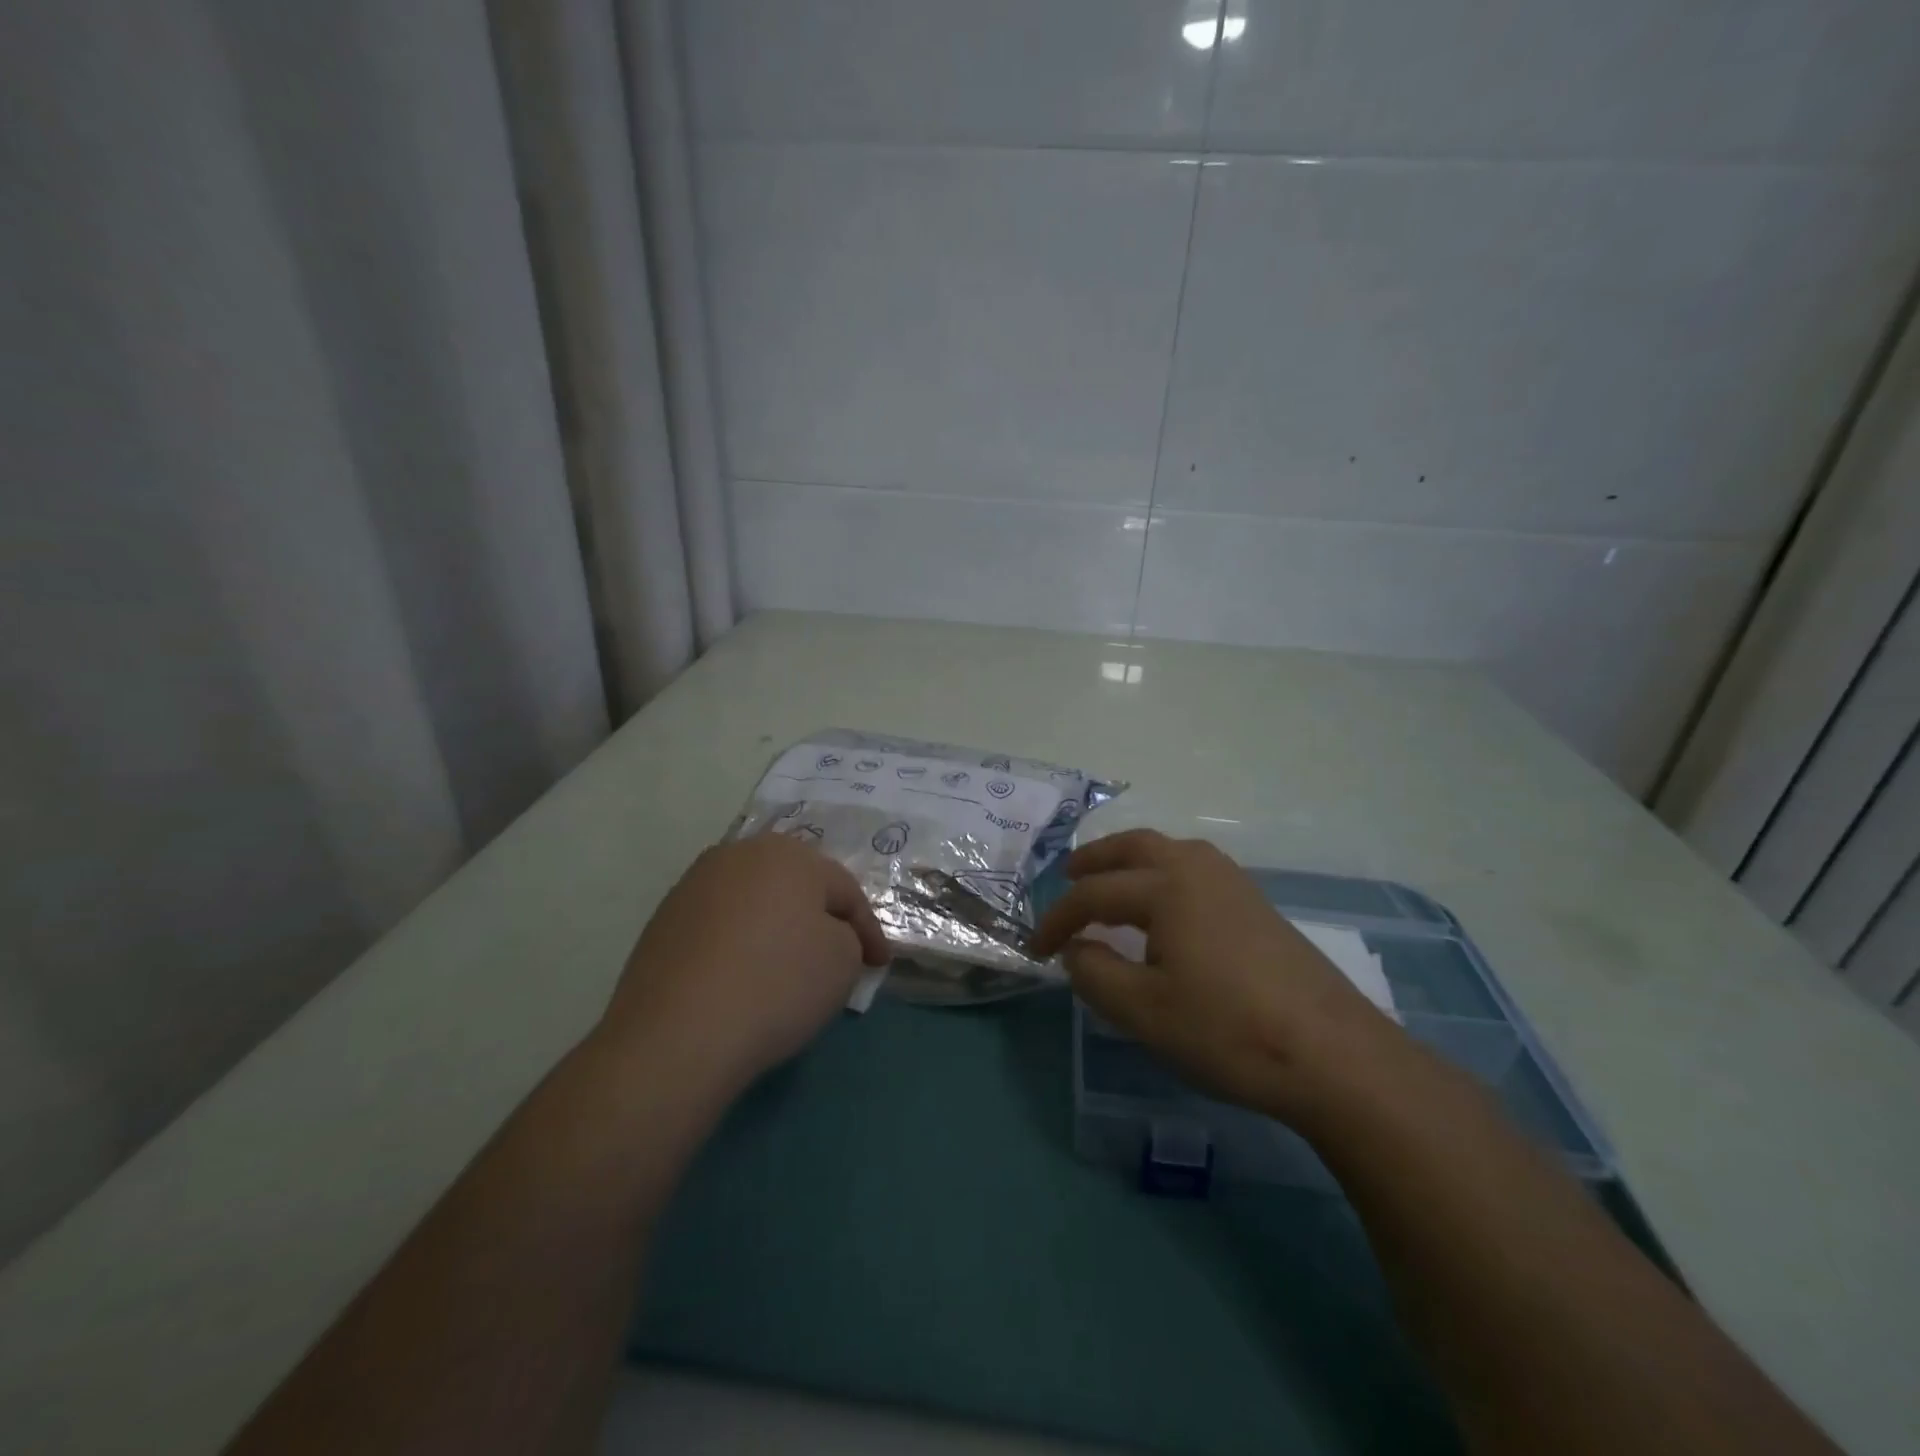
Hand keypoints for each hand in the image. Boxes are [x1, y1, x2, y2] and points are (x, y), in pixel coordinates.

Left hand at [598, 834, 889, 1101]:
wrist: (676, 1035)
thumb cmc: (776, 985)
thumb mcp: (843, 961)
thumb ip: (847, 937)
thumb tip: (825, 937)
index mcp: (787, 854)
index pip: (843, 889)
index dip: (868, 929)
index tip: (878, 965)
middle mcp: (738, 855)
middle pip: (795, 886)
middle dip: (820, 917)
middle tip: (839, 954)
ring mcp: (694, 885)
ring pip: (754, 902)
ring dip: (777, 927)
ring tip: (789, 966)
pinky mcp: (663, 920)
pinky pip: (720, 925)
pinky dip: (740, 944)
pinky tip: (744, 977)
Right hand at [1030, 829, 1401, 1120]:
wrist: (1333, 1054)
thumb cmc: (1227, 1030)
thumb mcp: (1143, 1011)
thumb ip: (1094, 974)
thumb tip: (1075, 949)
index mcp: (1165, 886)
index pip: (1093, 894)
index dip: (1057, 920)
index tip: (1035, 948)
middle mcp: (1197, 869)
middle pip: (1134, 846)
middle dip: (1095, 859)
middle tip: (1068, 876)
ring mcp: (1234, 883)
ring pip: (1169, 852)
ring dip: (1131, 861)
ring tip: (1112, 887)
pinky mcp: (1257, 905)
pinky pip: (1195, 871)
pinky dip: (1163, 874)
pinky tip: (1165, 911)